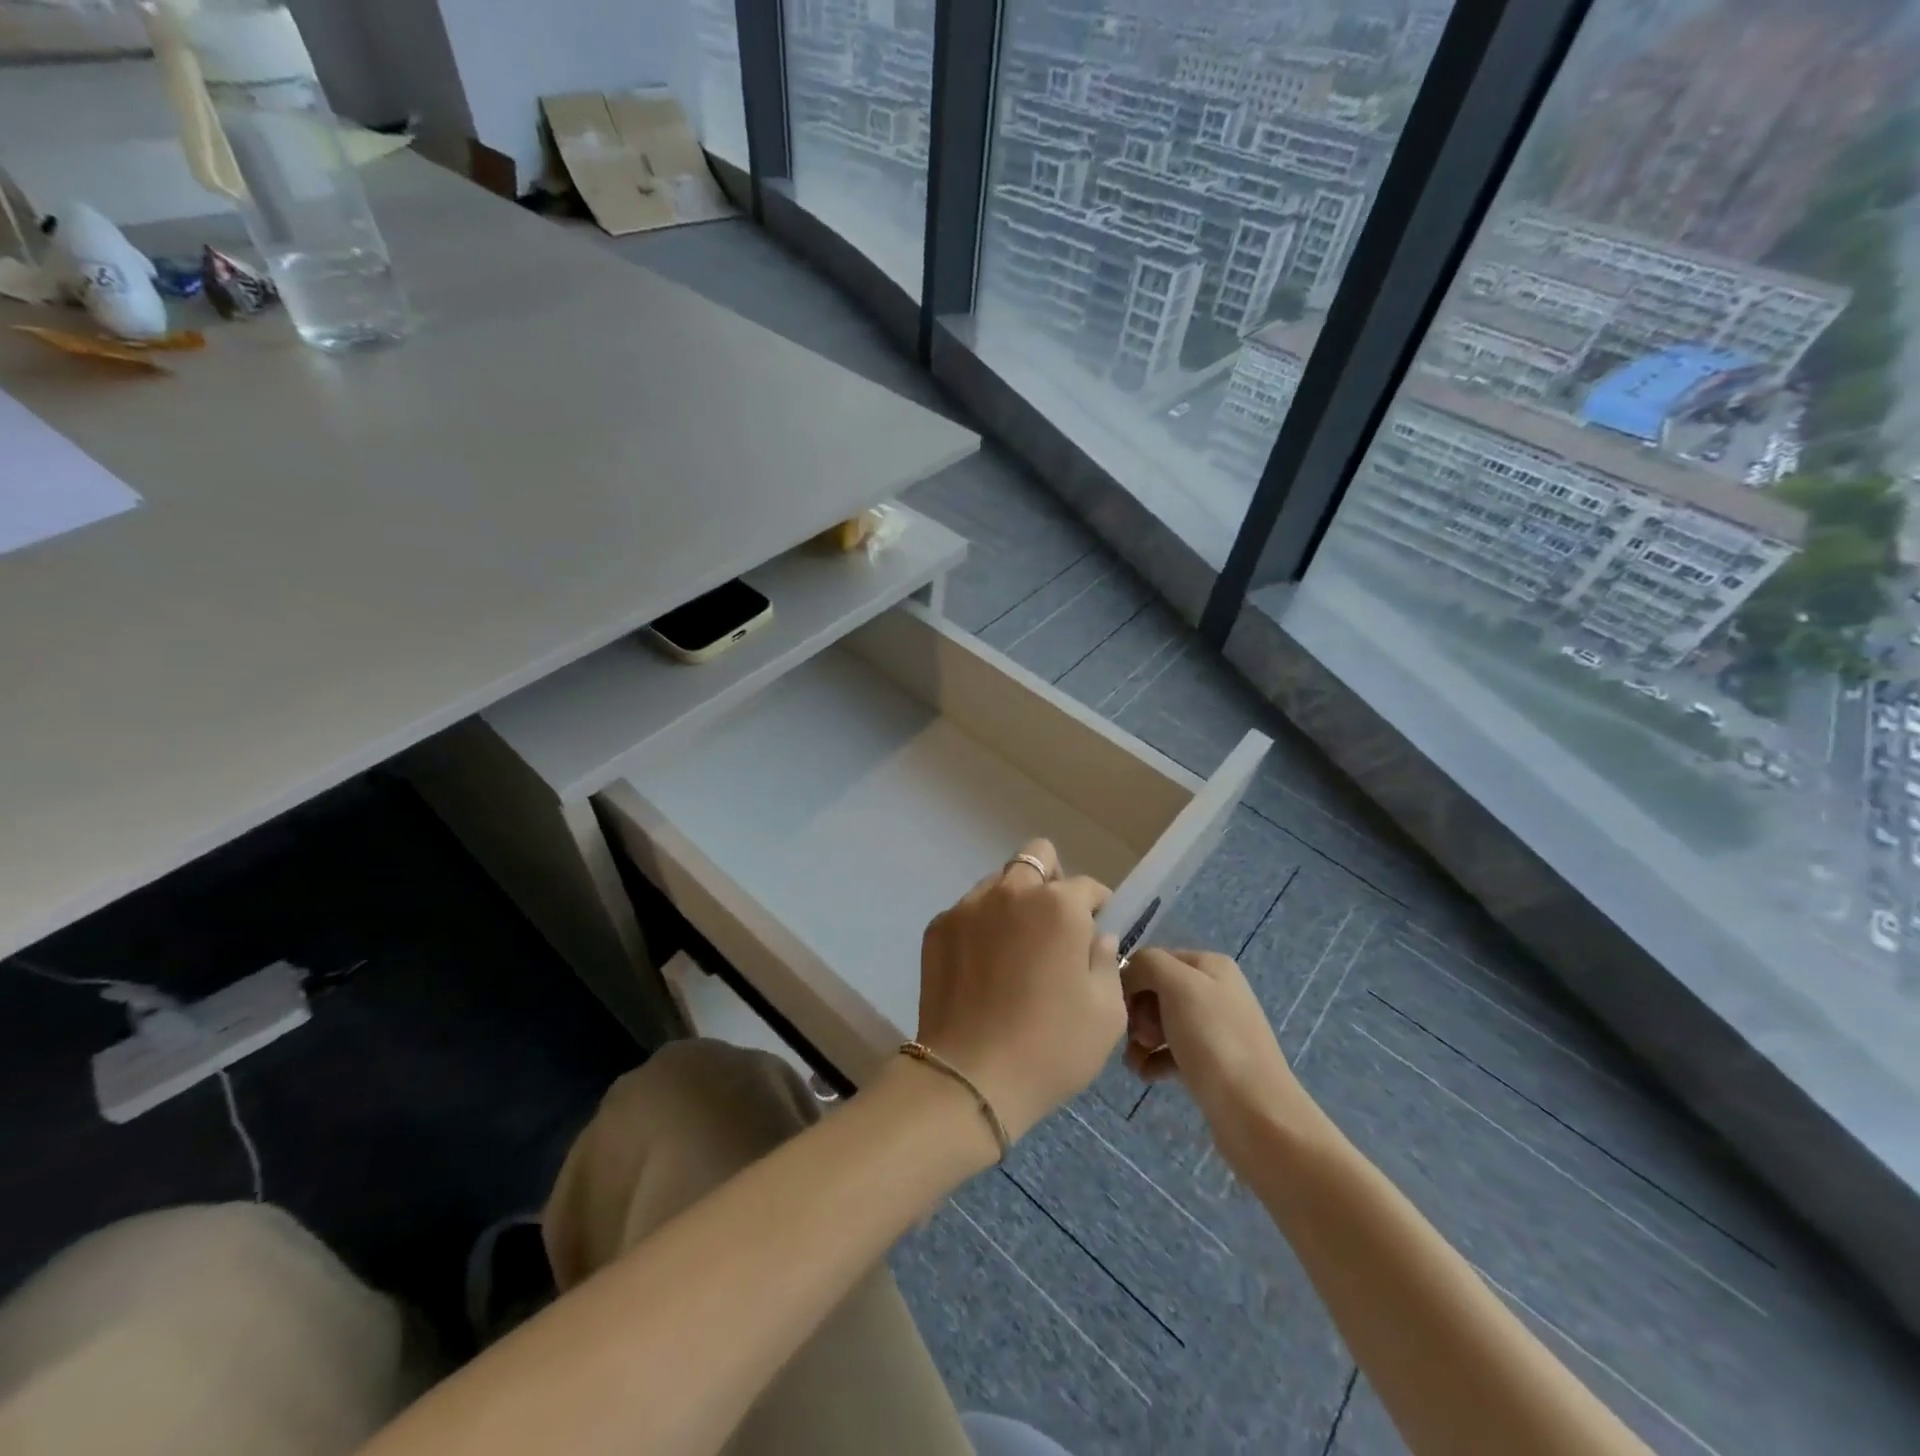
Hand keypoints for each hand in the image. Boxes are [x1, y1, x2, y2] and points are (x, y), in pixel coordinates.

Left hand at [917, 839, 1123, 1143]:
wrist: (970, 1077)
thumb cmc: (1051, 1047)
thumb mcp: (1106, 1013)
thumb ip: (1106, 962)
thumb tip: (1096, 937)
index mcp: (1059, 906)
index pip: (1087, 886)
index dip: (1097, 907)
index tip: (1096, 932)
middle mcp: (1012, 892)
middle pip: (1036, 857)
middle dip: (1051, 881)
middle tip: (1054, 926)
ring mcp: (969, 906)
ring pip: (998, 882)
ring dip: (1013, 901)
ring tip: (1014, 948)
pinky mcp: (938, 927)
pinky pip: (968, 910)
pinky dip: (981, 925)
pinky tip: (983, 967)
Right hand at [1121, 948, 1314, 1157]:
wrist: (1256, 1114)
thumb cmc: (1214, 1041)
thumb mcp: (1178, 985)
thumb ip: (1148, 964)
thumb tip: (1129, 975)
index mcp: (1210, 965)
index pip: (1153, 959)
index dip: (1131, 980)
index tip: (1120, 1008)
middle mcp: (1214, 991)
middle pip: (1156, 991)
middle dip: (1137, 1012)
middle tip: (1135, 1037)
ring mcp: (1214, 1029)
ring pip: (1160, 1023)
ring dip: (1140, 1039)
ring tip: (1134, 1062)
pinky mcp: (1210, 1063)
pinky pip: (1170, 1052)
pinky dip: (1153, 1060)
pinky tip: (1145, 1075)